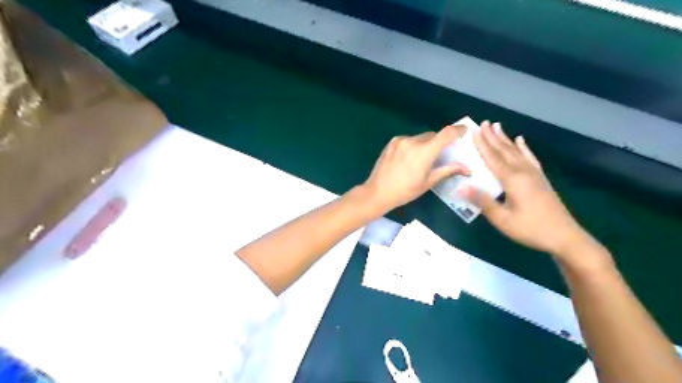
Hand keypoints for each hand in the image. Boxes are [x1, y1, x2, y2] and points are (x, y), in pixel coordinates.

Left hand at [366, 126, 471, 213]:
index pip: (446, 134)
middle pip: (433, 136)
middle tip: (439, 155)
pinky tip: (408, 159)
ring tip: (421, 160)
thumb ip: (447, 170)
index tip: (464, 130)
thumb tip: (466, 167)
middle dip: (439, 143)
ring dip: (425, 144)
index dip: (457, 130)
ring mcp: (401, 140)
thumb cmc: (405, 191)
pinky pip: (408, 140)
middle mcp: (413, 141)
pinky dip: (413, 145)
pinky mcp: (392, 142)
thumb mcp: (428, 182)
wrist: (378, 192)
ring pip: (420, 137)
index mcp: (425, 151)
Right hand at [460, 121, 594, 258]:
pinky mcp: (541, 179)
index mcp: (512, 180)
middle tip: (483, 123)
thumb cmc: (530, 229)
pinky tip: (521, 141)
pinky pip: (530, 159)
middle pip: (504, 151)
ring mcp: (534, 174)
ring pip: (516, 152)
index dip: (482, 145)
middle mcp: (523, 172)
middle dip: (493, 136)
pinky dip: (524, 149)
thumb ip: (482, 201)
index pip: (493, 158)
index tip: (474, 131)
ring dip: (505, 139)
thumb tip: (460, 187)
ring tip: (498, 126)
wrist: (564, 237)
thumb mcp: (502, 219)